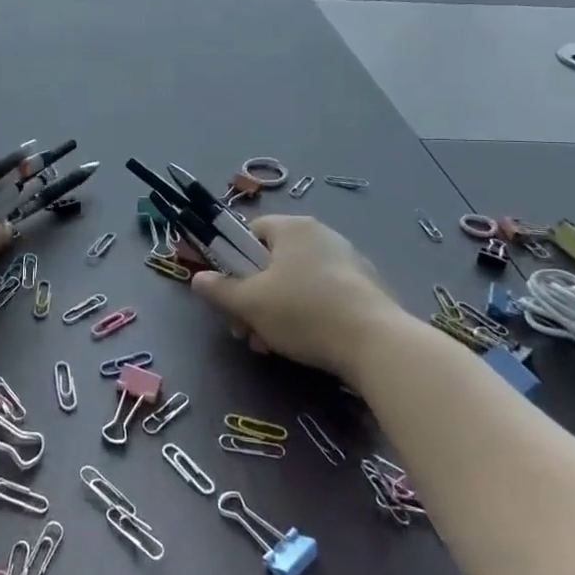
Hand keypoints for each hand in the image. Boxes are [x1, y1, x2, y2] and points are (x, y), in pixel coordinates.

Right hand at [190, 215, 403, 383]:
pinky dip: (308, 316)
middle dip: (254, 297)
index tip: (231, 294)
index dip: (234, 262)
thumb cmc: (304, 312)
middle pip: (273, 262)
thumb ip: (219, 290)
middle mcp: (322, 235)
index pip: (252, 232)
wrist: (377, 344)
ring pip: (296, 283)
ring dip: (276, 312)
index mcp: (294, 228)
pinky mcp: (367, 289)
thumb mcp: (250, 303)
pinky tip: (305, 346)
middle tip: (246, 330)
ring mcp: (348, 261)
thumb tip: (198, 279)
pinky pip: (324, 296)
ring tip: (272, 346)